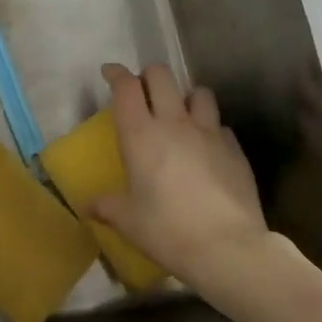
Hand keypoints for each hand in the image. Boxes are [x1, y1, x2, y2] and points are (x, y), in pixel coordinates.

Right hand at [88, 63, 277, 293]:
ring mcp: (209, 133)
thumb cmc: (167, 230)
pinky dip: (210, 129)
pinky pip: (220, 125)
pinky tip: (207, 148)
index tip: (109, 73)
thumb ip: (105, 206)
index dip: (116, 74)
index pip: (126, 87)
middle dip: (148, 76)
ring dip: (186, 97)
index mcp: (140, 134)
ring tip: (180, 114)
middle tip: (143, 92)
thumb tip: (86, 206)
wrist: (228, 248)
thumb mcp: (127, 221)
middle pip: (161, 75)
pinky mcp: (235, 149)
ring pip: (199, 92)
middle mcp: (174, 123)